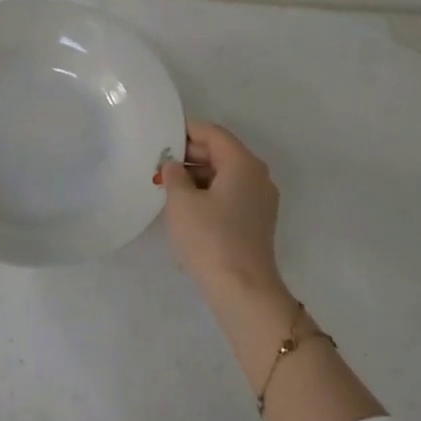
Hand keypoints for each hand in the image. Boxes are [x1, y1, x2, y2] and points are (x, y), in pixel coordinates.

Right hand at [157, 121, 285, 301]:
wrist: (243, 289)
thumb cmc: (210, 238)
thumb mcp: (181, 202)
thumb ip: (174, 174)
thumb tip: (174, 165)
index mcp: (243, 163)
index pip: (213, 133)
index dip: (186, 130)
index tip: (160, 135)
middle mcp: (257, 175)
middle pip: (221, 152)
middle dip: (190, 154)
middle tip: (159, 162)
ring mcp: (261, 199)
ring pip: (225, 174)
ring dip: (197, 175)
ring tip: (168, 185)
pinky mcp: (257, 220)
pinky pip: (231, 193)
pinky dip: (209, 192)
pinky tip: (186, 205)